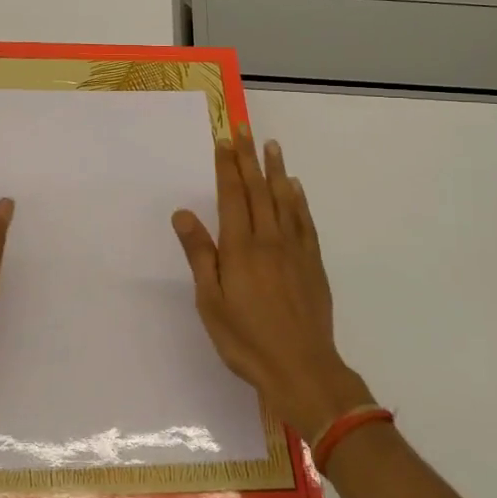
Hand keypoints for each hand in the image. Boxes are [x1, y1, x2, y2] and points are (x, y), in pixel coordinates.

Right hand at [172, 127, 373, 440]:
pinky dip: (299, 200)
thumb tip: (183, 214)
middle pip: (258, 190)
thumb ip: (200, 254)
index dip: (226, 167)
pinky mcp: (313, 263)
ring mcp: (295, 249)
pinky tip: (295, 188)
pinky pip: (305, 221)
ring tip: (271, 145)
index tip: (223, 141)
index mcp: (240, 248)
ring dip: (275, 170)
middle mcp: (269, 239)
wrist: (302, 368)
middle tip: (244, 129)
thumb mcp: (210, 302)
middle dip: (248, 158)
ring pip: (284, 199)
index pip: (232, 196)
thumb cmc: (246, 339)